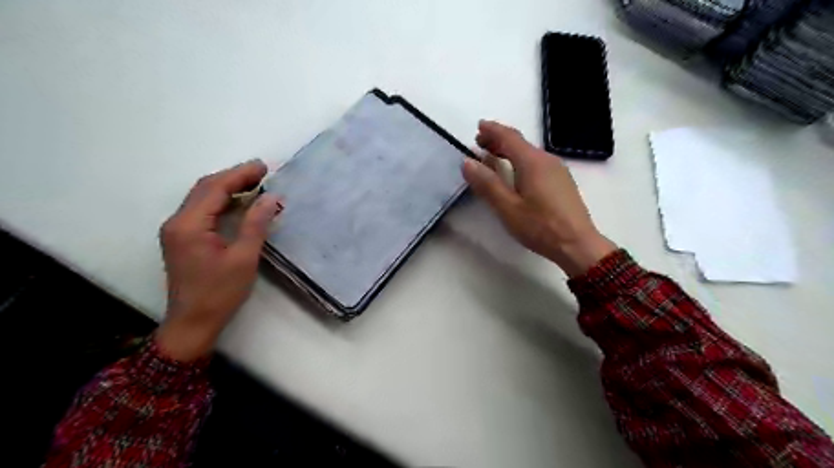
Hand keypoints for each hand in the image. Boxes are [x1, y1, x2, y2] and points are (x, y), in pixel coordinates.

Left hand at [156, 161, 282, 361]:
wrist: (192, 323)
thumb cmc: (219, 293)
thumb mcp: (244, 258)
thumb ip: (256, 224)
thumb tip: (271, 197)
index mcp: (189, 225)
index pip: (215, 189)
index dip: (240, 174)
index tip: (264, 167)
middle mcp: (177, 222)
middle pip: (205, 188)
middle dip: (234, 177)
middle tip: (262, 172)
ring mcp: (178, 230)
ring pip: (203, 198)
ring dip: (228, 187)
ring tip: (255, 182)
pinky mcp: (183, 238)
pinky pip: (203, 210)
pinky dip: (223, 201)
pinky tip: (240, 202)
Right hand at [463, 120, 618, 276]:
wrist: (578, 244)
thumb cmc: (540, 226)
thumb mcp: (507, 207)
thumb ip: (487, 184)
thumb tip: (468, 162)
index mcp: (532, 162)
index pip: (509, 137)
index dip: (492, 130)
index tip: (478, 126)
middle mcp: (546, 160)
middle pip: (520, 143)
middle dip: (498, 140)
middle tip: (480, 143)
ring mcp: (557, 170)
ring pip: (528, 153)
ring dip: (509, 151)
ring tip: (492, 157)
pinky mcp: (561, 182)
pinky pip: (536, 163)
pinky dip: (520, 161)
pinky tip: (515, 174)